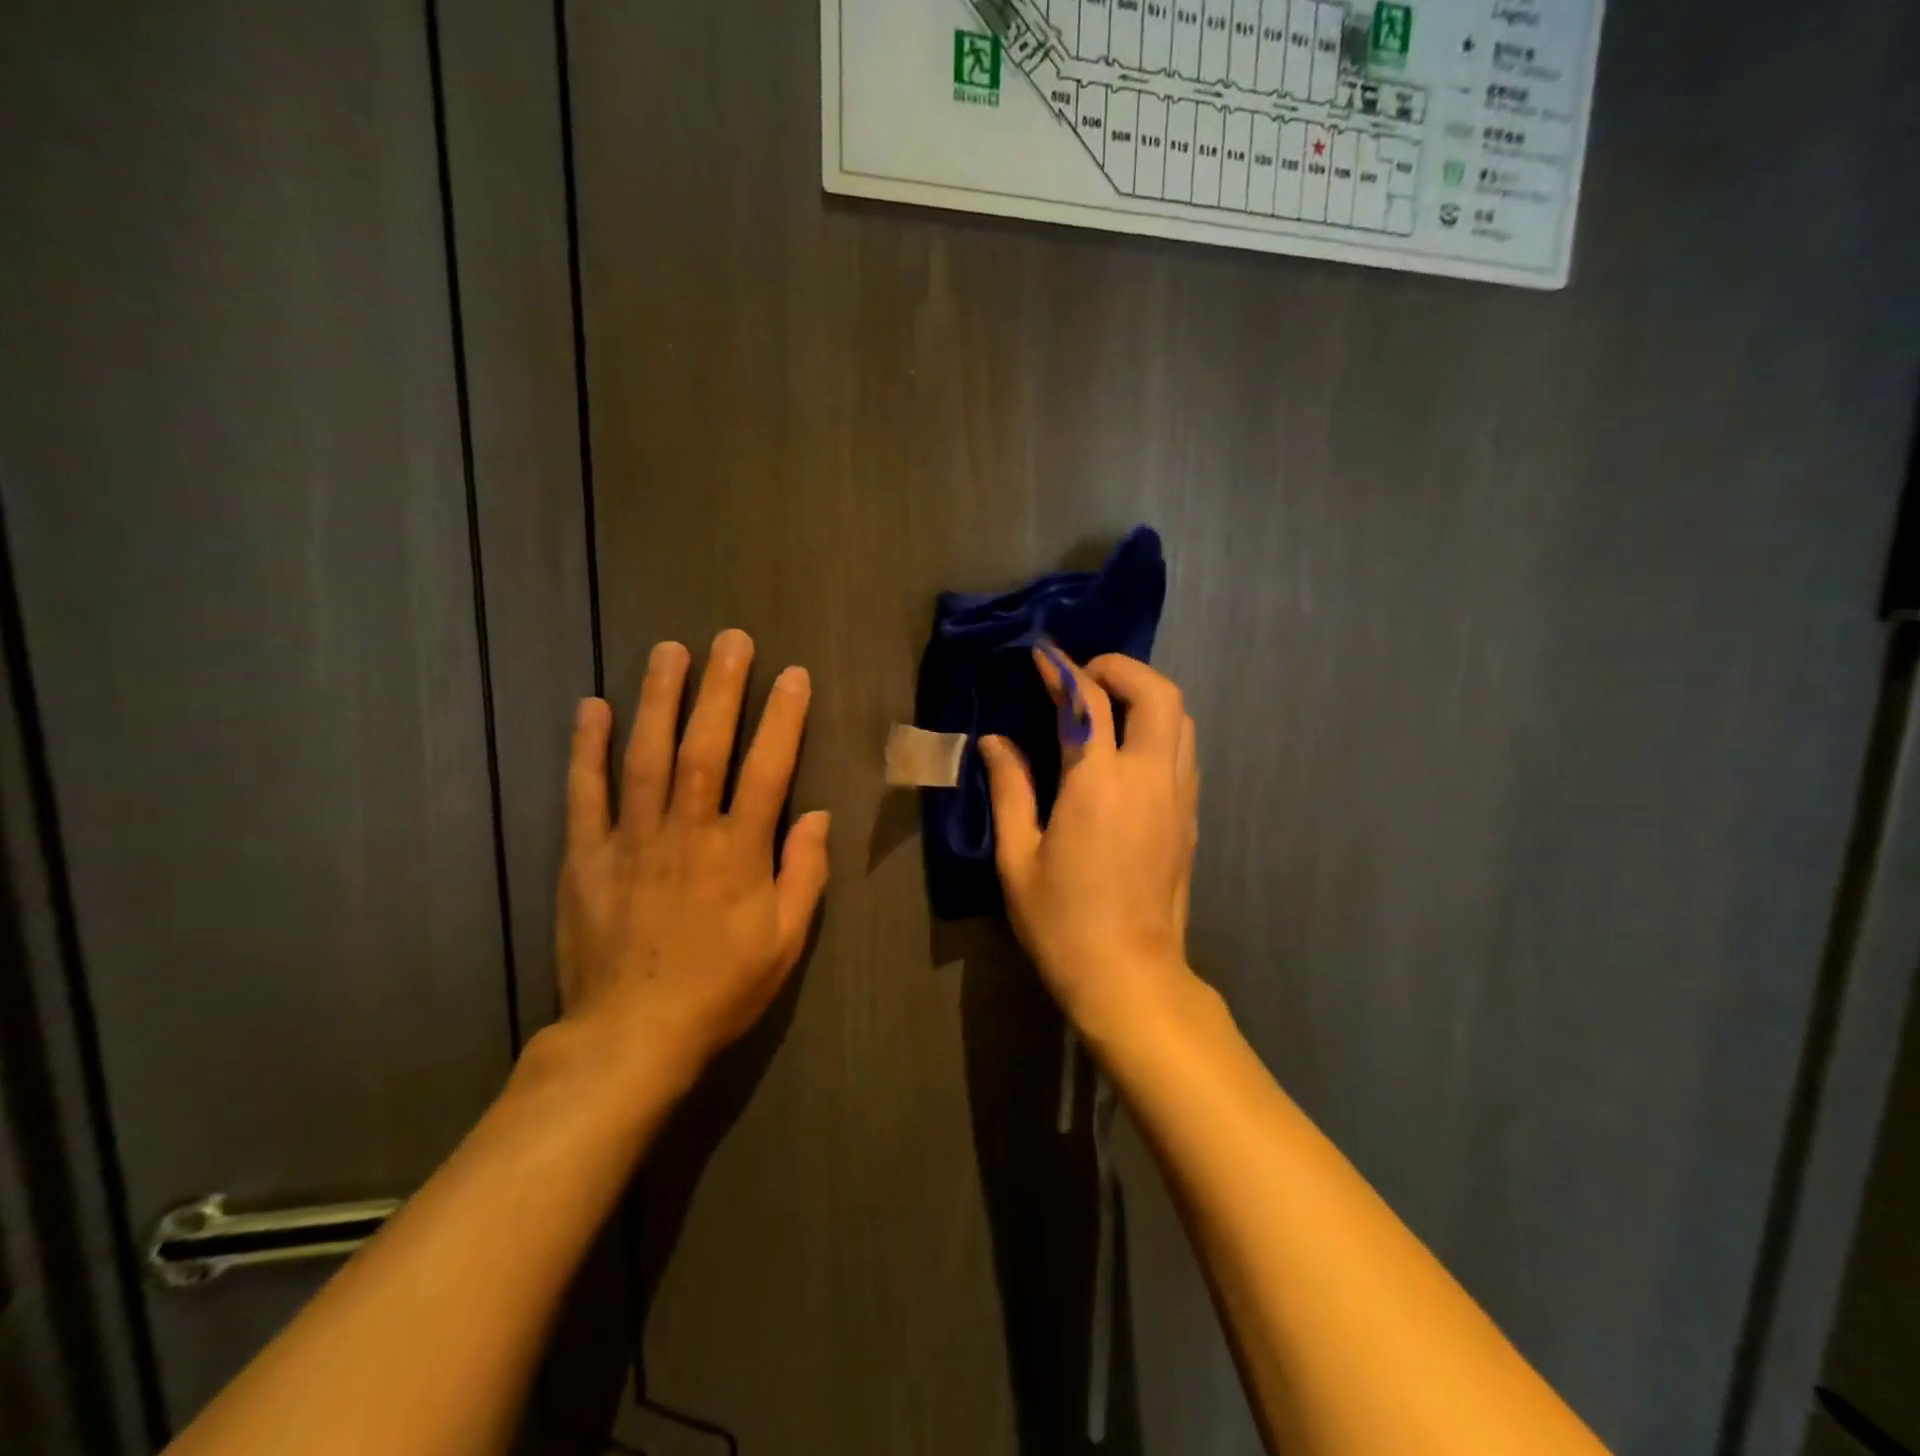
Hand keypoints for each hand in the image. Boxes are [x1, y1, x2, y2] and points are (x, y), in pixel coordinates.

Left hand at [554, 629, 829, 1087]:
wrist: (631, 1037)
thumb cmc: (721, 989)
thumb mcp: (785, 942)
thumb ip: (805, 874)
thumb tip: (817, 815)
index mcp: (738, 853)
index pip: (767, 771)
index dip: (782, 720)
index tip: (792, 676)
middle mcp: (686, 833)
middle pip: (704, 748)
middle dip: (721, 689)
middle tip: (730, 640)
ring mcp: (630, 840)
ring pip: (644, 757)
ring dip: (658, 699)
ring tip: (668, 652)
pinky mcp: (585, 857)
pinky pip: (584, 794)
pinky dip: (587, 749)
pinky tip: (592, 707)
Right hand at [979, 649, 1200, 1045]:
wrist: (1129, 977)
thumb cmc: (1062, 922)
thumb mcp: (1018, 858)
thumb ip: (1010, 790)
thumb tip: (995, 742)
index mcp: (1098, 785)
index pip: (1087, 703)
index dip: (1063, 670)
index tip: (1043, 655)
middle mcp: (1148, 779)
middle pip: (1157, 693)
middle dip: (1121, 668)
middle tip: (1083, 676)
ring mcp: (1178, 797)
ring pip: (1180, 718)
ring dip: (1145, 695)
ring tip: (1106, 705)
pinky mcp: (1191, 818)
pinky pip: (1183, 750)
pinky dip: (1159, 727)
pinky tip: (1127, 748)